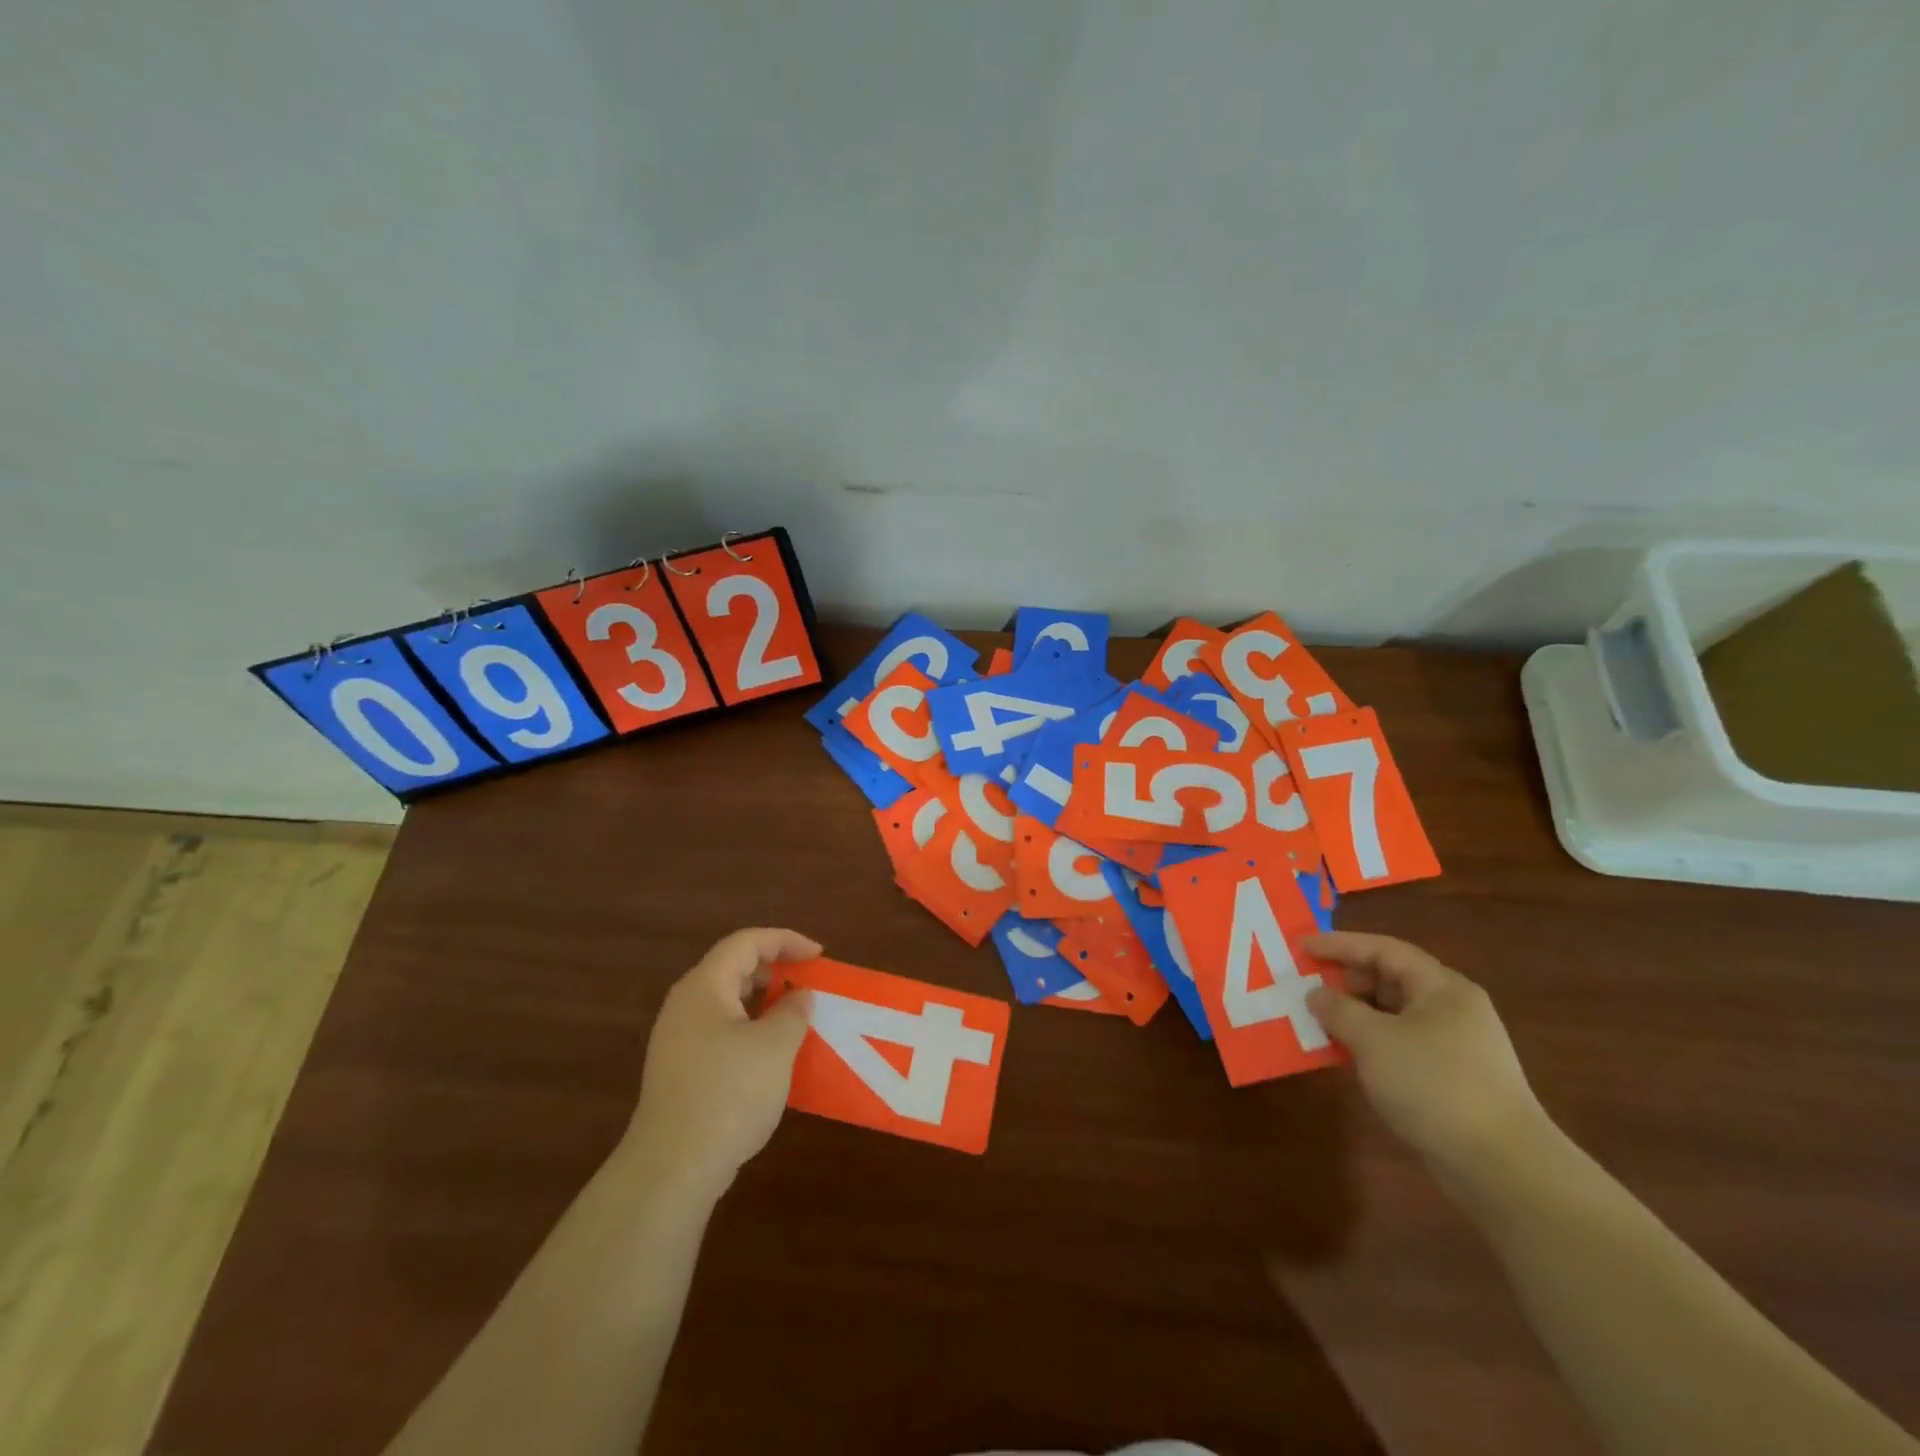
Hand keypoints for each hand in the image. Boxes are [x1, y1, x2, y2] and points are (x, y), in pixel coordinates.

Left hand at [623, 927, 820, 1198]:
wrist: (672, 1169)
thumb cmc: (728, 1094)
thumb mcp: (774, 1047)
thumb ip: (793, 1012)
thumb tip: (799, 996)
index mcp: (704, 987)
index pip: (746, 943)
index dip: (785, 940)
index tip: (819, 956)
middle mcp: (686, 1005)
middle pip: (733, 968)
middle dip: (775, 969)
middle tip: (808, 983)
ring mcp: (678, 1040)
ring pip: (728, 1002)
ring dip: (764, 1002)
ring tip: (796, 1017)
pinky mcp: (680, 1071)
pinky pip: (721, 1031)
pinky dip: (751, 1029)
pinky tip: (772, 1056)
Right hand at [1304, 932, 1551, 1184]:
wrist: (1503, 1168)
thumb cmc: (1435, 1085)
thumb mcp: (1374, 1039)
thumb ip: (1338, 1009)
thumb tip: (1316, 994)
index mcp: (1442, 988)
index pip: (1384, 950)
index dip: (1340, 944)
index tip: (1302, 946)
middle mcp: (1452, 1010)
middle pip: (1390, 979)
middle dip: (1345, 980)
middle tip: (1305, 986)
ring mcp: (1454, 1047)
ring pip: (1393, 1015)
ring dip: (1353, 1015)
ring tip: (1316, 1021)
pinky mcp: (1451, 1080)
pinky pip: (1399, 1045)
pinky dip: (1369, 1043)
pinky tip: (1344, 1056)